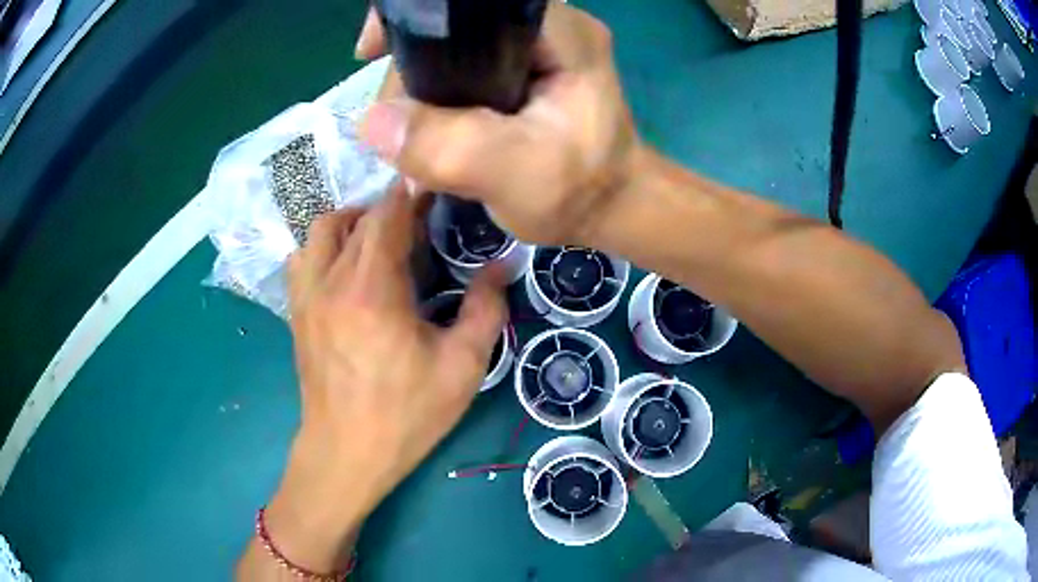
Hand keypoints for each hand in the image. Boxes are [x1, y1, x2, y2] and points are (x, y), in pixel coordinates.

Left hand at [258, 184, 506, 572]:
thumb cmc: (406, 415)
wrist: (346, 453)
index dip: (413, 193)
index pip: (388, 213)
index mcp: (372, 289)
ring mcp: (306, 294)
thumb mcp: (461, 367)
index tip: (436, 190)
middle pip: (357, 217)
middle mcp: (331, 279)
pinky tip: (346, 268)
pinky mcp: (296, 311)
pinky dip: (325, 246)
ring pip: (321, 229)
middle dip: (391, 209)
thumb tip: (503, 265)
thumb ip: (485, 308)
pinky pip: (302, 256)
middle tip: (421, 226)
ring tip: (380, 241)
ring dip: (352, 221)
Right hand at [355, 3, 639, 246]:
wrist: (610, 209)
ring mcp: (535, 49)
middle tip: (401, 127)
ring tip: (415, 141)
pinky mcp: (522, 71)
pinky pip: (461, 70)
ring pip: (452, 51)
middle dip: (413, 70)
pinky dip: (436, 98)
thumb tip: (372, 122)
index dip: (417, 18)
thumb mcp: (516, 174)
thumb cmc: (580, 192)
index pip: (473, 3)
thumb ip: (451, 146)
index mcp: (559, 33)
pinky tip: (428, 130)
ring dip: (422, 91)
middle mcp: (548, 28)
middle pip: (454, 27)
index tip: (373, 51)